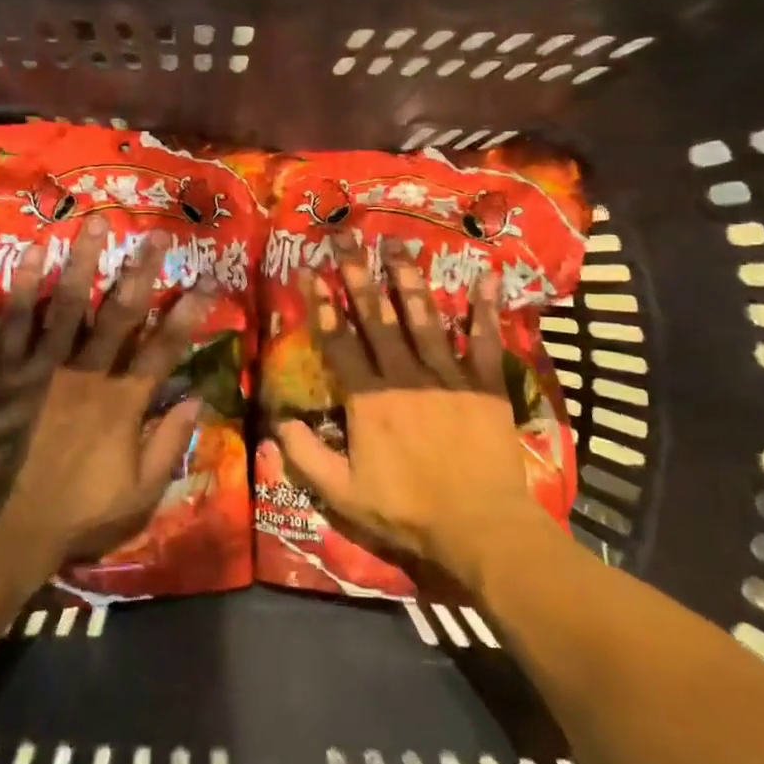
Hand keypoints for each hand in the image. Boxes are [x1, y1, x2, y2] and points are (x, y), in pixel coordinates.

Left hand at [0, 215, 215, 582]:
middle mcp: (86, 374)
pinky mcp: (5, 370)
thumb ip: (169, 444)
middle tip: (156, 234)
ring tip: (96, 223)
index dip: (187, 316)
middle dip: (141, 272)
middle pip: (119, 314)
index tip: (206, 283)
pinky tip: (34, 253)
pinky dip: (23, 287)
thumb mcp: (139, 495)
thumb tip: (197, 399)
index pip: (162, 350)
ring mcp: (42, 368)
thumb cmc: (75, 513)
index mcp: (122, 403)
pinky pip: (15, 322)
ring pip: (67, 305)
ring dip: (84, 262)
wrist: (0, 528)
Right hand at [272, 235, 559, 589]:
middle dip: (358, 274)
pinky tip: (487, 276)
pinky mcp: (483, 383)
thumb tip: (277, 422)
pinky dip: (485, 308)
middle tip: (347, 237)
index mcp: (369, 398)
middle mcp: (404, 375)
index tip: (312, 271)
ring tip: (397, 244)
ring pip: (423, 316)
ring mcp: (447, 375)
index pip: (339, 342)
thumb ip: (306, 456)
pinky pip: (484, 339)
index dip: (323, 306)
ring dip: (408, 277)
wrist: (480, 526)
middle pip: (376, 316)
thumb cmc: (408, 510)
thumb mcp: (343, 494)